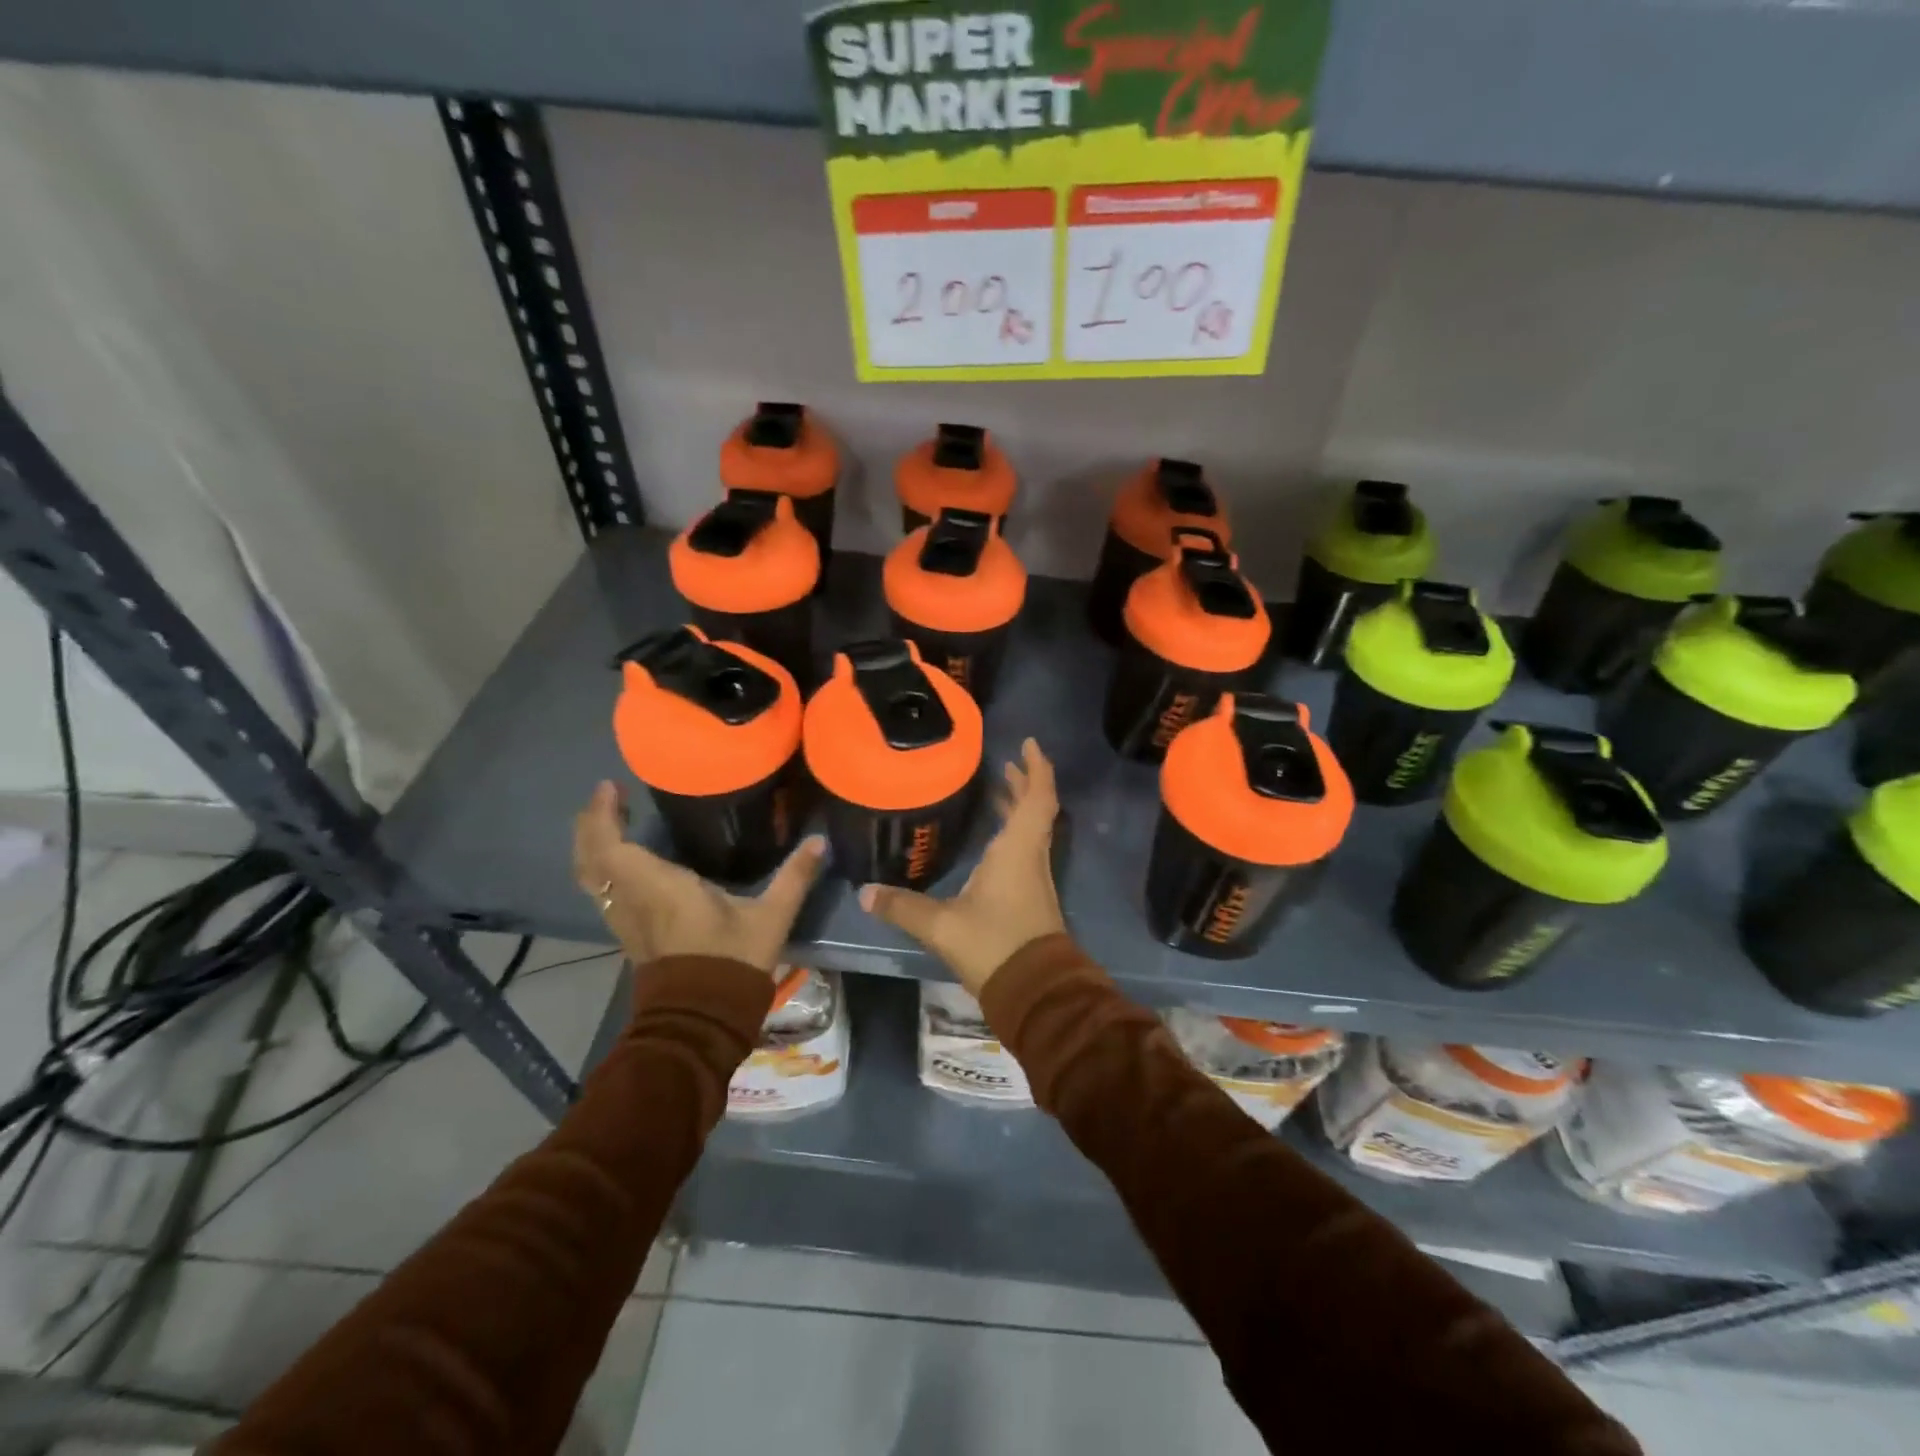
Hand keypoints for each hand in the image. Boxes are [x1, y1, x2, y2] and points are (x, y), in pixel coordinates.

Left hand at [572, 781, 826, 972]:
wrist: (703, 1018)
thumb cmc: (731, 961)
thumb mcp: (770, 917)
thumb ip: (794, 877)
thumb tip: (820, 841)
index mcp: (658, 887)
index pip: (612, 845)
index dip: (603, 814)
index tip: (610, 786)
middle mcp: (631, 899)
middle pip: (590, 857)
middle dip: (591, 824)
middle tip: (609, 797)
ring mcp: (624, 920)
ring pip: (591, 877)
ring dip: (594, 846)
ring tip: (612, 821)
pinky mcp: (628, 934)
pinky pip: (602, 891)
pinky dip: (604, 867)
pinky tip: (625, 861)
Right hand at [859, 738, 1065, 996]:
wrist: (1035, 991)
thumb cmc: (994, 945)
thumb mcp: (942, 925)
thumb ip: (903, 907)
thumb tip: (864, 892)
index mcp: (1017, 850)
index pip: (1037, 797)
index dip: (1037, 768)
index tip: (1029, 744)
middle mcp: (1031, 857)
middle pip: (1036, 809)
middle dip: (1023, 783)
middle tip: (1004, 765)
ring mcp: (1034, 878)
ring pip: (1032, 831)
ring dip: (1019, 808)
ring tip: (998, 790)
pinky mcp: (1032, 898)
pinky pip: (1026, 850)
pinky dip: (1013, 833)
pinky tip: (992, 842)